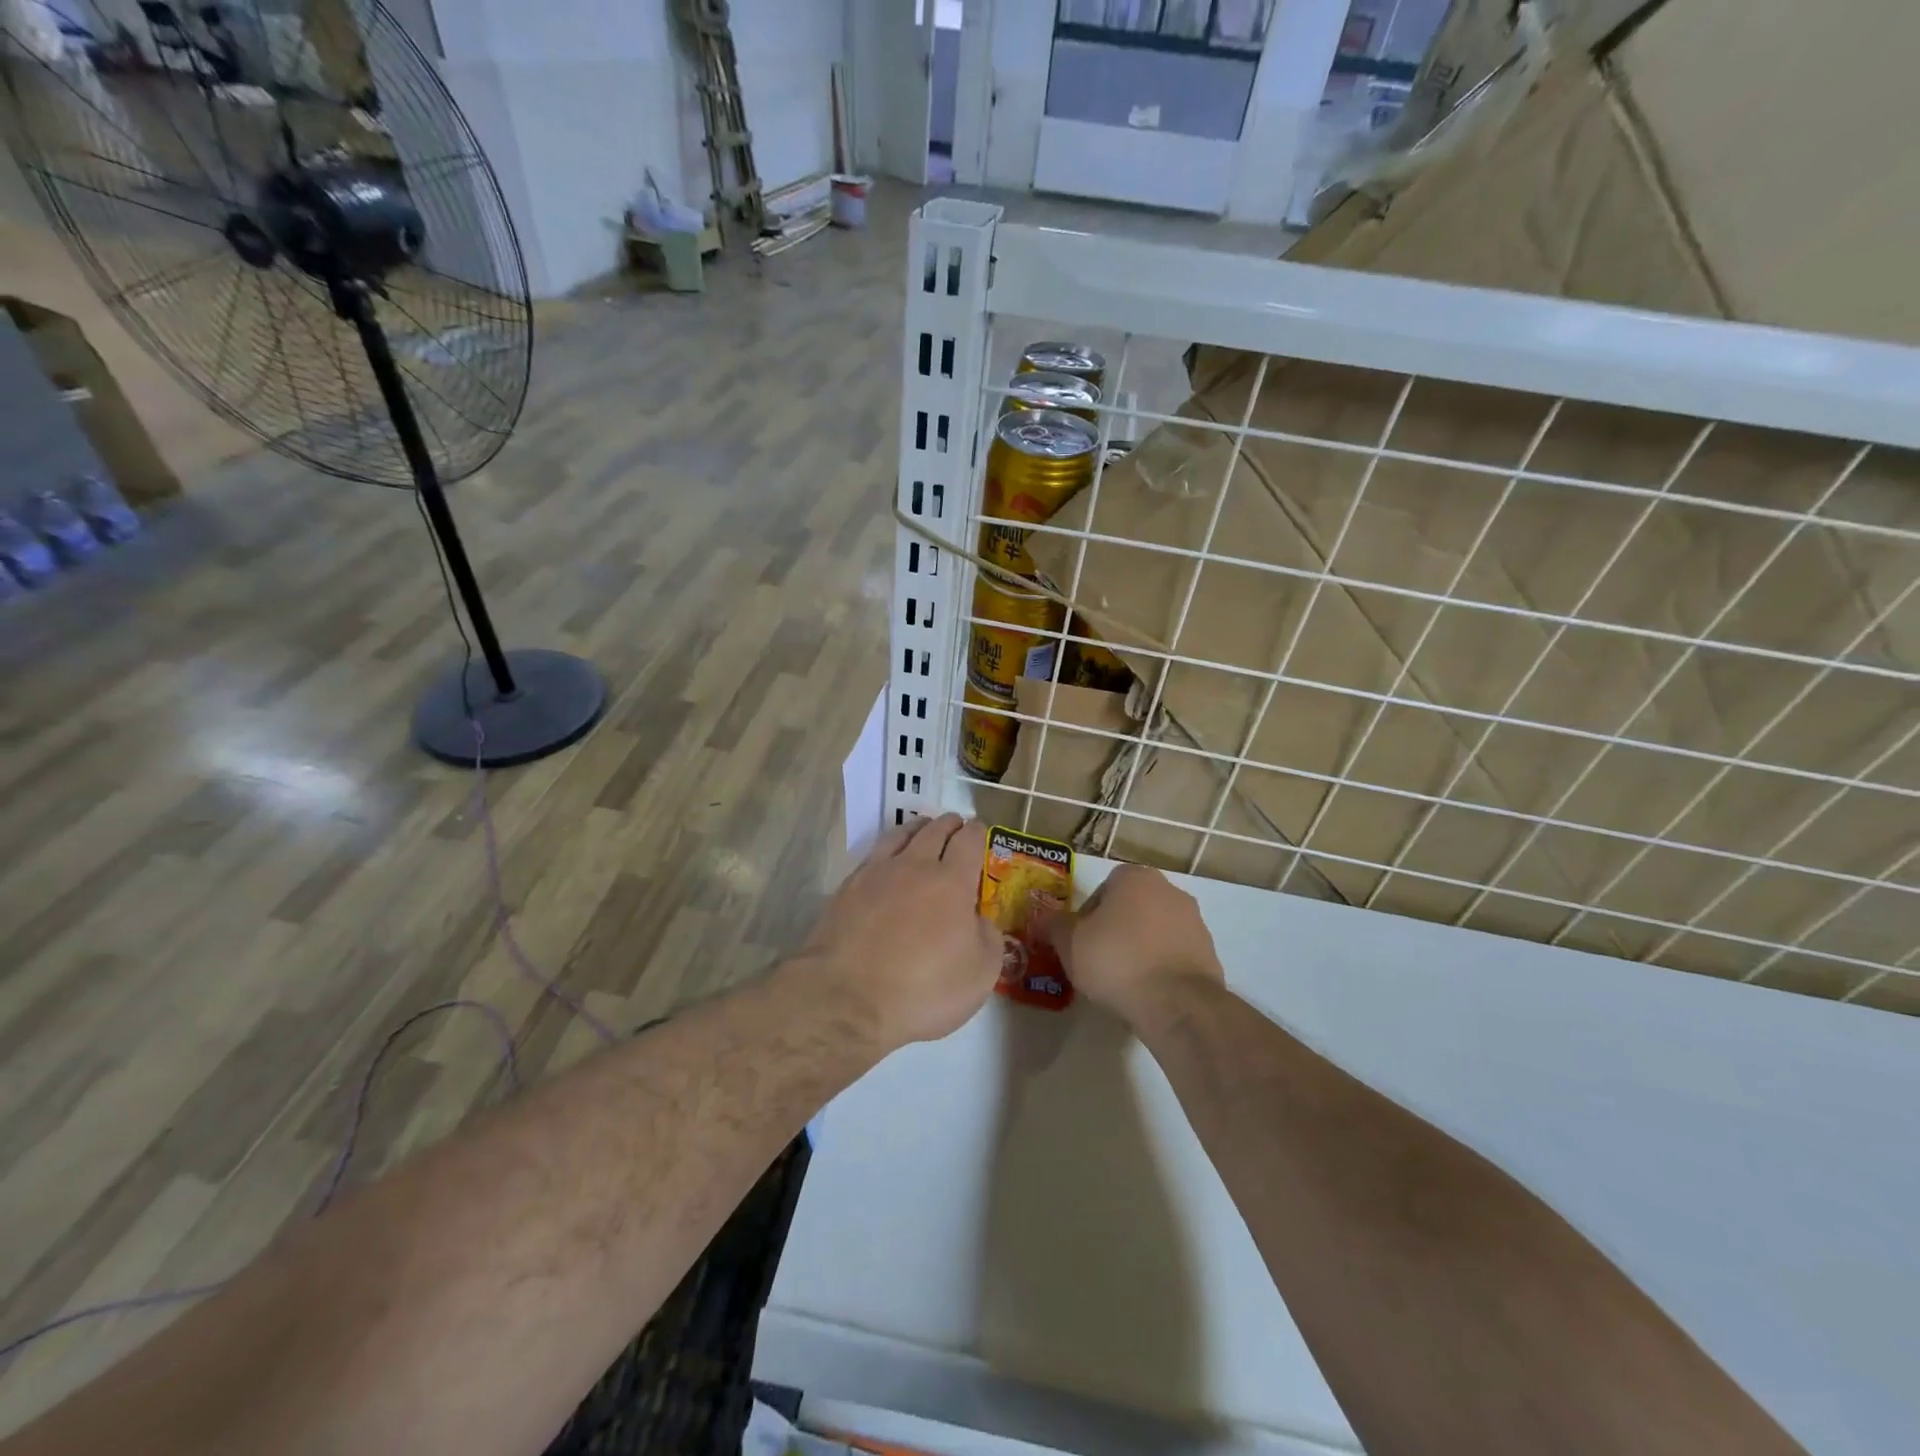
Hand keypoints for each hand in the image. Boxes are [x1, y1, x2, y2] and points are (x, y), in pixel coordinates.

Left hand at [800, 815, 1000, 1052]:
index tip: (979, 829)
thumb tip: (978, 920)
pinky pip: (873, 854)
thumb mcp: (980, 973)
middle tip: (955, 824)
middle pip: (934, 830)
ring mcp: (877, 873)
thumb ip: (988, 938)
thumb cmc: (924, 988)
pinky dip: (888, 848)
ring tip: (922, 829)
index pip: (968, 841)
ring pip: (900, 835)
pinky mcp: (848, 888)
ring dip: (917, 828)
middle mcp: (915, 866)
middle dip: (949, 824)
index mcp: (952, 881)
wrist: (848, 997)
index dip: (976, 831)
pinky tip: (887, 860)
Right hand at [1037, 864, 1223, 1029]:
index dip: (1088, 916)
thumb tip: (1040, 918)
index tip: (1081, 942)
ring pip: (1155, 930)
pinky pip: (1174, 954)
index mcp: (1135, 877)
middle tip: (1098, 960)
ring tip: (1124, 981)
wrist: (1177, 1004)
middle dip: (1116, 929)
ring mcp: (1194, 922)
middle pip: (1131, 907)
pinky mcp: (1209, 953)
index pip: (1104, 888)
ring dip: (1140, 948)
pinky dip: (1161, 967)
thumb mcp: (1069, 943)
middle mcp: (1169, 890)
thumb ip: (1052, 925)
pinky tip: (1148, 991)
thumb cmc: (1116, 961)